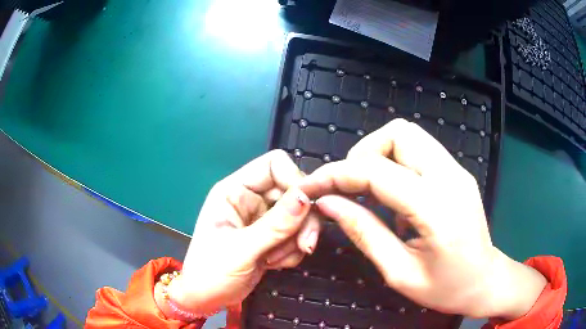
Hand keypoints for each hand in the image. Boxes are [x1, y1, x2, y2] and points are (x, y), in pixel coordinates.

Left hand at [165, 150, 319, 314]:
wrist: (207, 299)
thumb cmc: (211, 272)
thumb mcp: (241, 249)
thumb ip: (275, 225)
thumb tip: (306, 197)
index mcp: (235, 190)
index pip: (274, 164)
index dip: (294, 179)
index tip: (306, 206)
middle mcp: (251, 199)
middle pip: (293, 192)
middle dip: (302, 221)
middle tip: (304, 246)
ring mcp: (262, 219)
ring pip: (299, 216)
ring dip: (295, 241)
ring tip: (274, 260)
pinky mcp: (272, 237)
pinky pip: (296, 235)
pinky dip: (292, 251)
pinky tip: (273, 264)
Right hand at [299, 119, 545, 318]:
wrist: (485, 281)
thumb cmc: (446, 287)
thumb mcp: (399, 272)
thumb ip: (363, 233)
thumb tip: (328, 204)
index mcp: (437, 208)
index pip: (377, 171)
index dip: (336, 174)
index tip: (311, 186)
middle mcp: (450, 177)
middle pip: (398, 133)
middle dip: (363, 154)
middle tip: (350, 188)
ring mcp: (457, 170)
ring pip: (409, 135)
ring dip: (379, 154)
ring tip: (369, 191)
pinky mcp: (457, 172)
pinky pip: (420, 150)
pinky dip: (396, 162)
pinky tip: (394, 195)